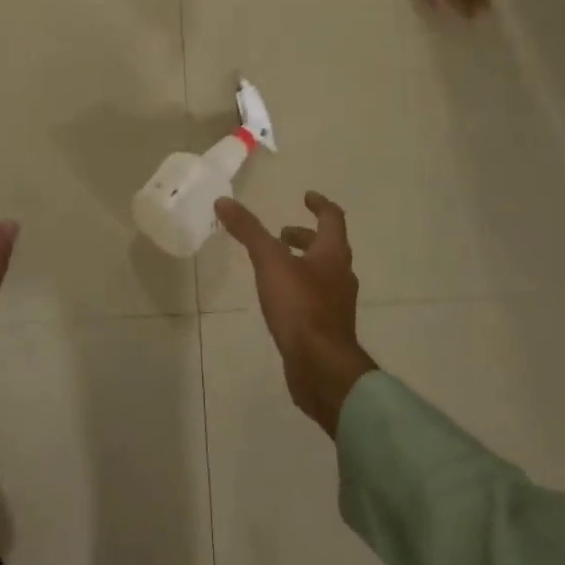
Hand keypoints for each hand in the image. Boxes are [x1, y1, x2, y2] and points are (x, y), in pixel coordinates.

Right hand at [215, 191, 375, 435]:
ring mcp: (336, 304)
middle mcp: (340, 276)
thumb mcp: (270, 262)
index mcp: (333, 255)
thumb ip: (248, 231)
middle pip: (327, 247)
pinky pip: (314, 298)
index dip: (320, 205)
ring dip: (302, 263)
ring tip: (274, 265)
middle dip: (305, 237)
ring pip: (321, 273)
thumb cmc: (301, 306)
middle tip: (282, 234)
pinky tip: (278, 299)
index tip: (306, 197)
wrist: (321, 367)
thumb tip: (224, 200)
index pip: (332, 219)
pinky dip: (298, 288)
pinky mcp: (326, 328)